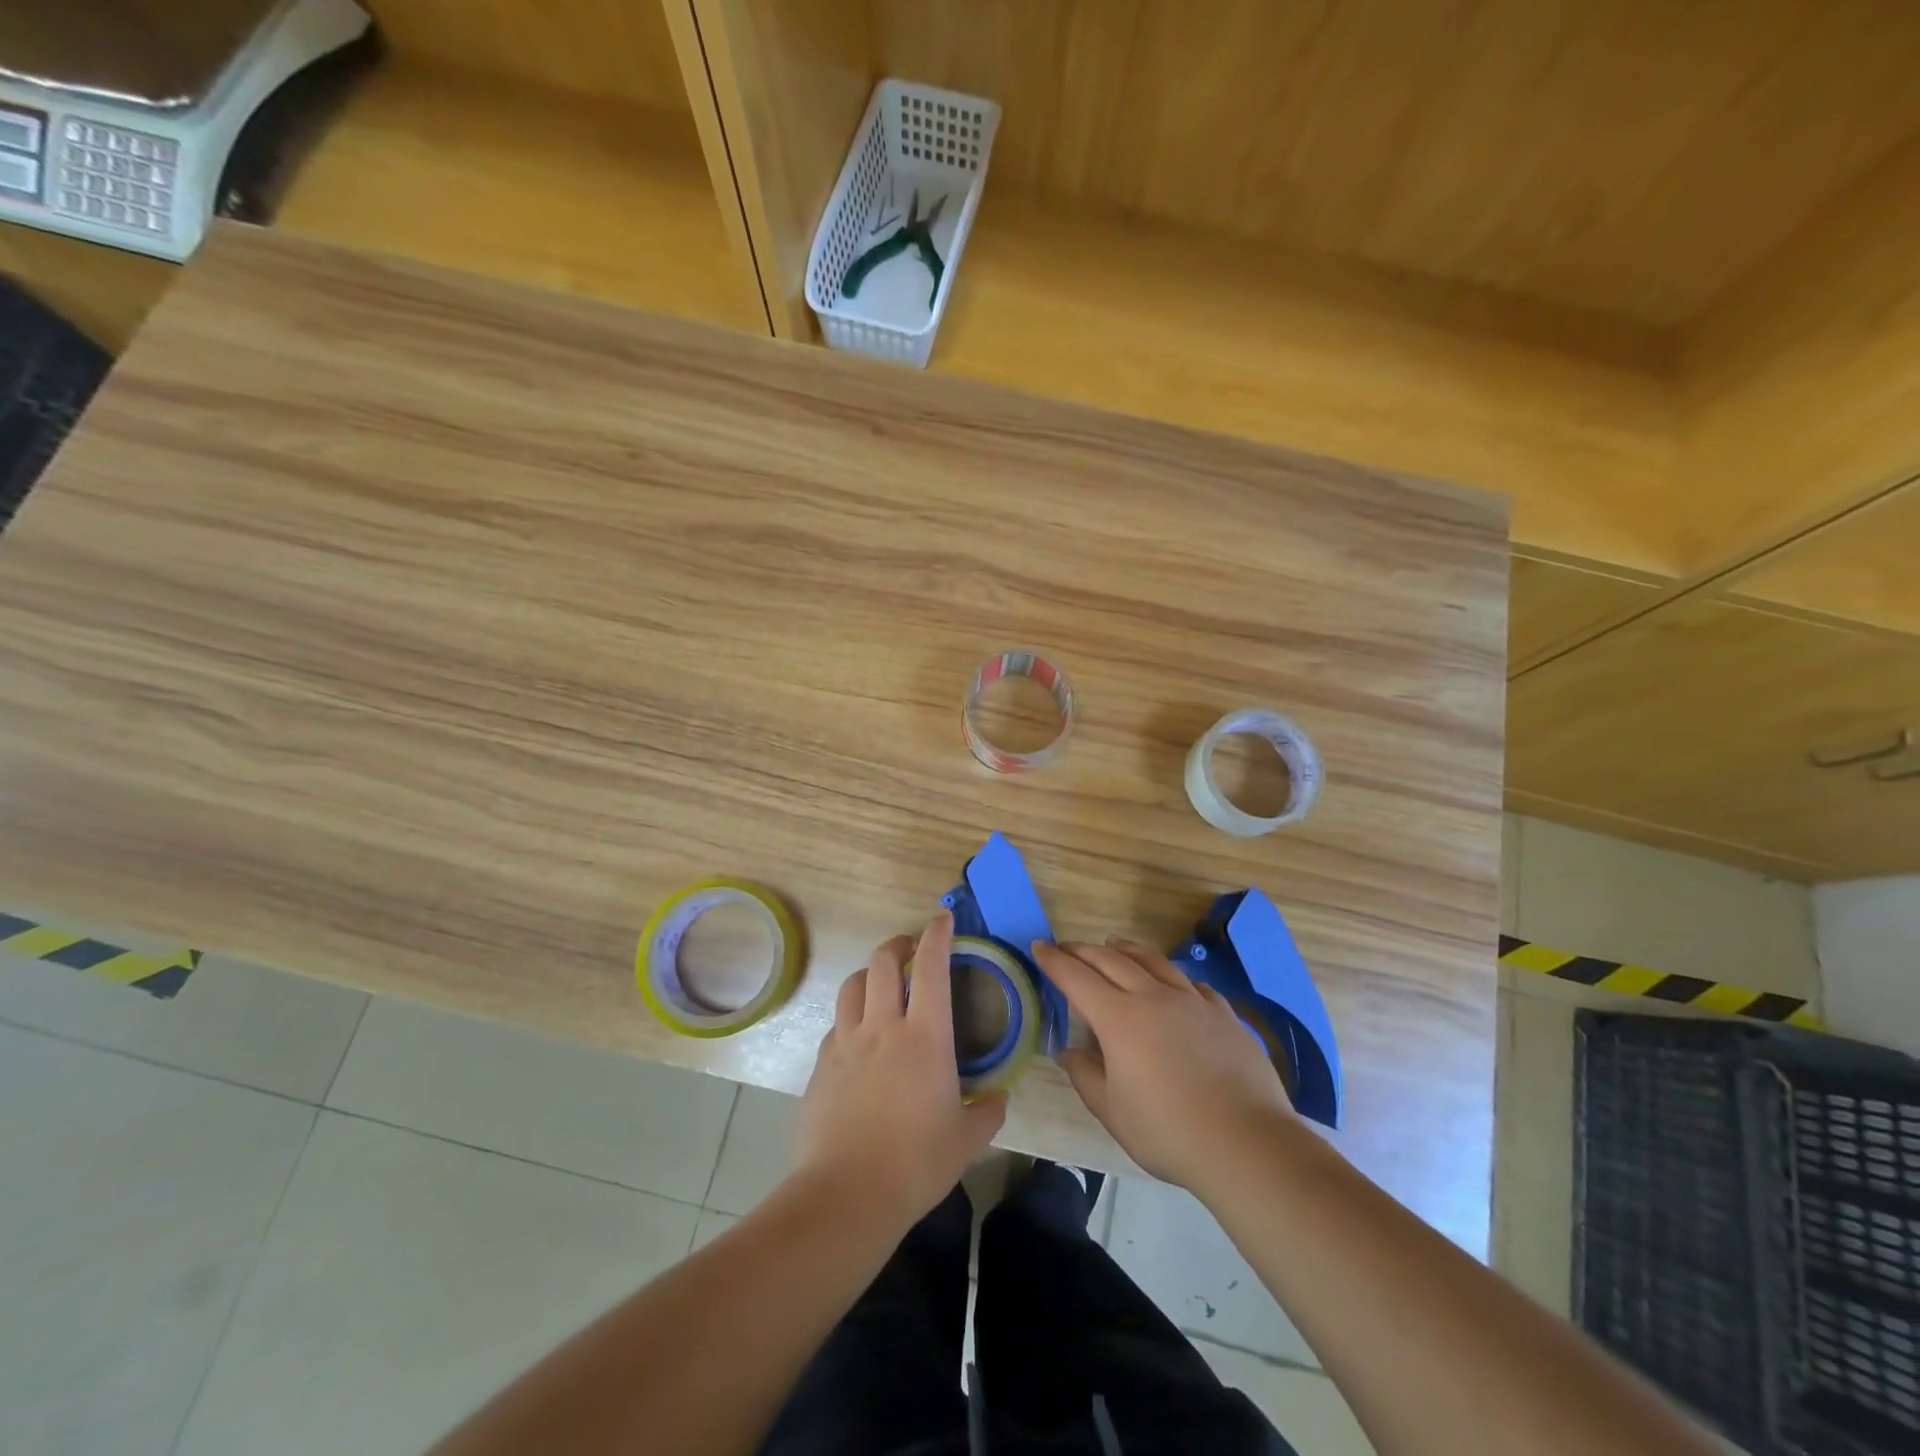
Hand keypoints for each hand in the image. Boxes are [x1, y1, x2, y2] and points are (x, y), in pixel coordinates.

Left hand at [794, 912, 1006, 1231]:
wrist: (846, 1194)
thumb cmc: (916, 1162)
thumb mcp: (966, 1141)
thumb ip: (986, 1113)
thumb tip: (997, 1099)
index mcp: (924, 1035)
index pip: (930, 966)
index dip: (937, 934)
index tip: (942, 918)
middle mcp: (882, 1026)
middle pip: (882, 961)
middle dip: (898, 944)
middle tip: (909, 949)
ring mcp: (846, 1043)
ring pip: (852, 985)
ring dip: (869, 974)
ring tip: (880, 984)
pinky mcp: (821, 1065)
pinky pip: (837, 1025)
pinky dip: (851, 1017)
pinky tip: (859, 1039)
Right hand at [1033, 938, 1294, 1191]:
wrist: (1247, 1142)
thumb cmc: (1168, 1131)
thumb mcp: (1112, 1111)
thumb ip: (1085, 1075)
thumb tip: (1068, 1051)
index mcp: (1119, 1018)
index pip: (1076, 977)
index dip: (1054, 960)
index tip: (1038, 947)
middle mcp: (1153, 996)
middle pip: (1112, 959)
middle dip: (1084, 950)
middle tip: (1067, 947)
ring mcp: (1192, 1001)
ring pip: (1153, 961)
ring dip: (1127, 949)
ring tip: (1114, 945)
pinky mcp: (1223, 1014)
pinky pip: (1191, 983)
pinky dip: (1172, 976)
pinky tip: (1173, 984)